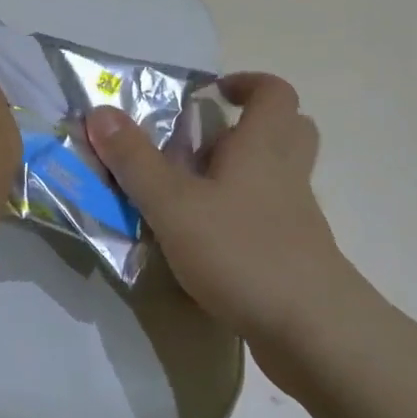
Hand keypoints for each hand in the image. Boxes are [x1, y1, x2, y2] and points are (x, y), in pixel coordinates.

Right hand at [85, 74, 348, 357]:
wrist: (316, 335)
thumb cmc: (243, 252)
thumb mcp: (173, 204)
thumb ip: (134, 159)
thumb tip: (100, 111)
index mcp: (263, 147)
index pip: (274, 92)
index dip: (246, 82)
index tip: (211, 93)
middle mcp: (286, 174)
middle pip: (289, 130)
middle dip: (250, 125)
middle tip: (206, 139)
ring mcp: (297, 218)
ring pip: (280, 176)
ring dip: (245, 172)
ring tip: (195, 189)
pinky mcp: (297, 256)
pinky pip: (274, 218)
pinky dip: (245, 216)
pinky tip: (207, 239)